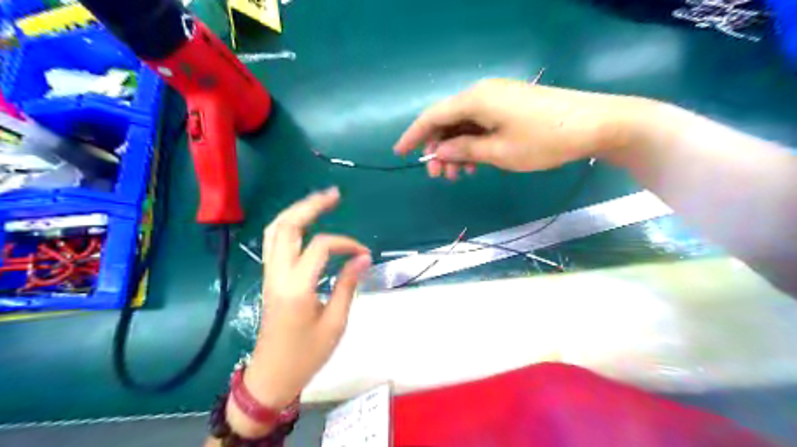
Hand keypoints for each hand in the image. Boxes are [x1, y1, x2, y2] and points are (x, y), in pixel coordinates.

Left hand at [239, 188, 372, 414]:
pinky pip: (274, 242)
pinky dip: (289, 225)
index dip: (346, 244)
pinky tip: (305, 223)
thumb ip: (347, 286)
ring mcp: (269, 274)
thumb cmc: (306, 354)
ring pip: (275, 230)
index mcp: (296, 287)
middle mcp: (278, 274)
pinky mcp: (269, 278)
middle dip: (310, 205)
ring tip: (319, 202)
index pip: (321, 247)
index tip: (363, 254)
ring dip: (296, 211)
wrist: (272, 375)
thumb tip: (362, 259)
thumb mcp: (335, 322)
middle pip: (287, 226)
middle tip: (334, 195)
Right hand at [396, 79, 642, 180]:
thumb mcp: (499, 152)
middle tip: (437, 175)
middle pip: (448, 121)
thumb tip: (439, 150)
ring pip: (464, 125)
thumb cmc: (544, 140)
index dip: (413, 135)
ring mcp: (497, 100)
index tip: (398, 152)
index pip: (433, 116)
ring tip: (456, 175)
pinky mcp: (510, 107)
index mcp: (475, 100)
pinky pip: (480, 125)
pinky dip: (472, 144)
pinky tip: (473, 164)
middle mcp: (482, 95)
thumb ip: (464, 150)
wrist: (595, 124)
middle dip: (438, 148)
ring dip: (455, 149)